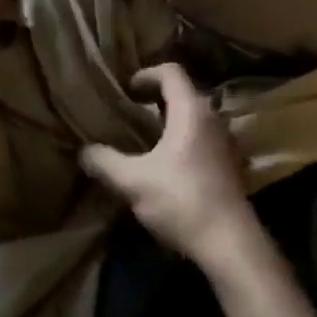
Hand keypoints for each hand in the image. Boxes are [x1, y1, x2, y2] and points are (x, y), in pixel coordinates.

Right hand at [82, 63, 257, 265]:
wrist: (230, 244)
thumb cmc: (181, 200)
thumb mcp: (133, 182)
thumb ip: (106, 162)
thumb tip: (84, 151)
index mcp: (191, 110)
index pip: (171, 72)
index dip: (147, 74)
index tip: (128, 90)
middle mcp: (212, 118)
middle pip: (184, 92)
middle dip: (156, 98)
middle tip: (131, 112)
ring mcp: (226, 141)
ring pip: (195, 117)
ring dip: (171, 121)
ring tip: (146, 139)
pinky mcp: (231, 165)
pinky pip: (204, 138)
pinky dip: (184, 140)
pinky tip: (168, 165)